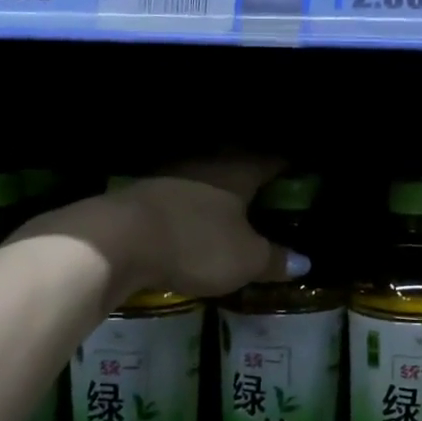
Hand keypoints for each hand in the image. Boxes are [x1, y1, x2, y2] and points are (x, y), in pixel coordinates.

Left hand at [14, 158, 307, 300]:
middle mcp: (206, 164)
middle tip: (270, 182)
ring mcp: (171, 176)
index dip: (288, 162)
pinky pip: (181, 193)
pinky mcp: (143, 194)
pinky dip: (193, 202)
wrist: (116, 240)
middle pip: (236, 160)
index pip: (271, 158)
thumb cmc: (195, 243)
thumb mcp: (244, 260)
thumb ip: (274, 260)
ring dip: (219, 185)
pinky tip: (195, 214)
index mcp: (238, 172)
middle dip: (253, 170)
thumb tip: (305, 262)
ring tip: (235, 200)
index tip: (300, 165)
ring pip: (205, 174)